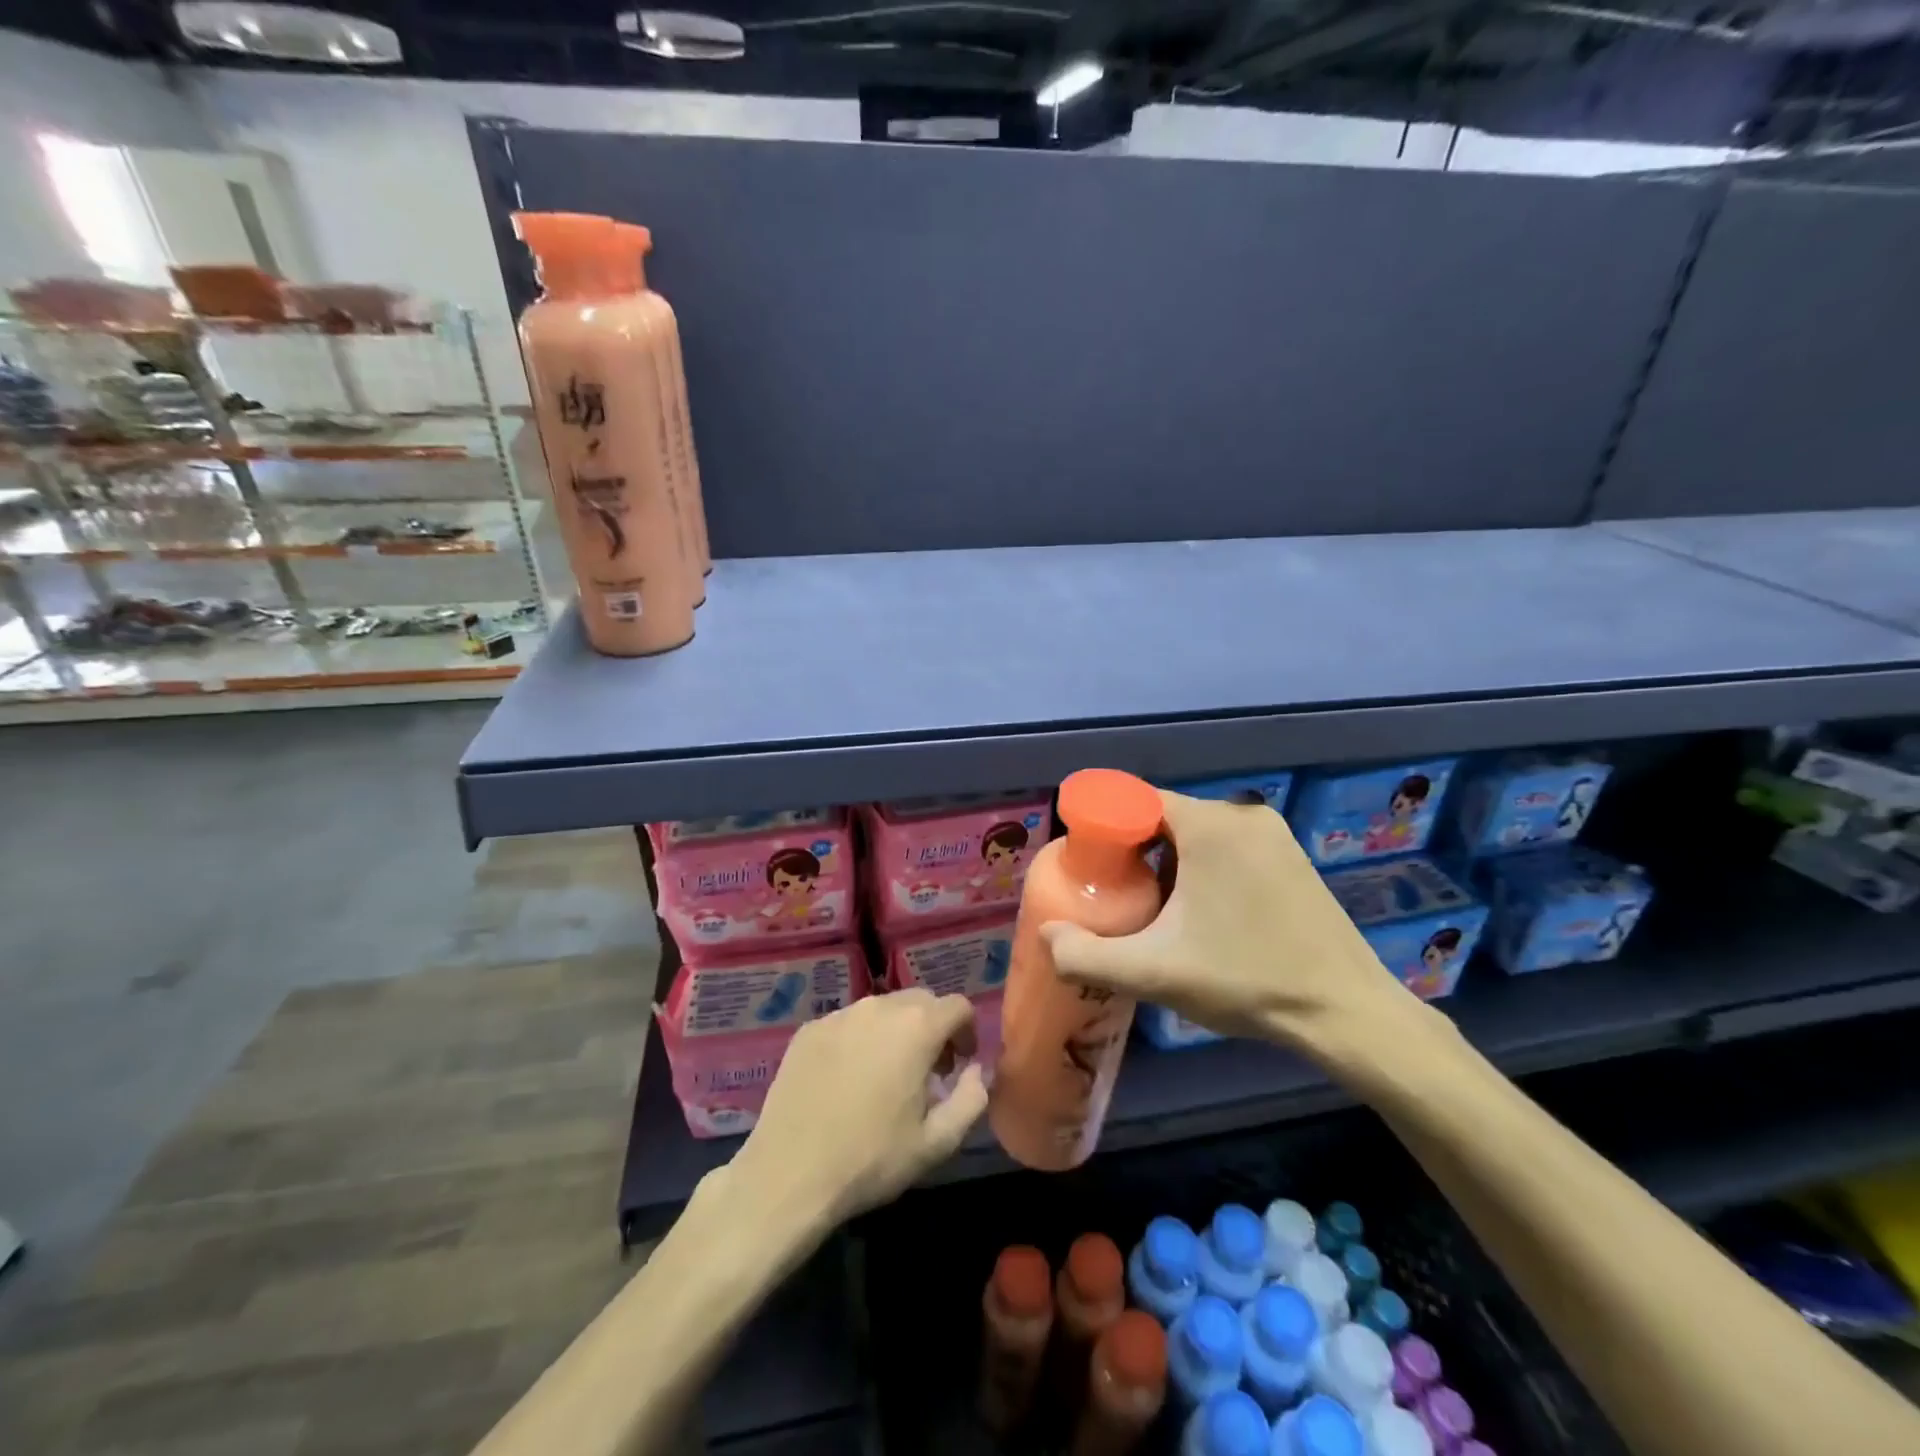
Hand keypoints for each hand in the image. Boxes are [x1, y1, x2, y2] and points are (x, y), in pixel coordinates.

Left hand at [733, 989, 987, 1226]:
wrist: (789, 1174)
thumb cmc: (871, 1159)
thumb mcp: (936, 1143)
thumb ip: (971, 1100)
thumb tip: (976, 1072)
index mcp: (917, 1027)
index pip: (958, 1006)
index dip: (967, 1032)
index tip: (959, 1065)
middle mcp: (879, 1007)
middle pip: (920, 1001)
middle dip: (933, 1028)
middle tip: (929, 1071)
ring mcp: (839, 1014)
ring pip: (882, 1009)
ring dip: (896, 1032)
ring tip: (887, 1075)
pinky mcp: (809, 1029)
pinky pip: (848, 1022)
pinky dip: (860, 1039)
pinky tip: (847, 1079)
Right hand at [1040, 790, 1423, 1064]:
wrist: (1345, 1012)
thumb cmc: (1245, 979)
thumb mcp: (1153, 972)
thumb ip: (1085, 955)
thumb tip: (1047, 935)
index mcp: (1208, 824)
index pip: (1135, 802)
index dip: (1105, 831)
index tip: (1093, 870)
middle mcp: (1242, 814)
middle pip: (1165, 819)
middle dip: (1136, 853)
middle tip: (1120, 899)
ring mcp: (1274, 834)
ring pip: (1198, 835)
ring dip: (1170, 864)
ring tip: (1158, 912)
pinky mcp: (1293, 857)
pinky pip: (1230, 848)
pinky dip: (1205, 869)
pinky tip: (1205, 916)